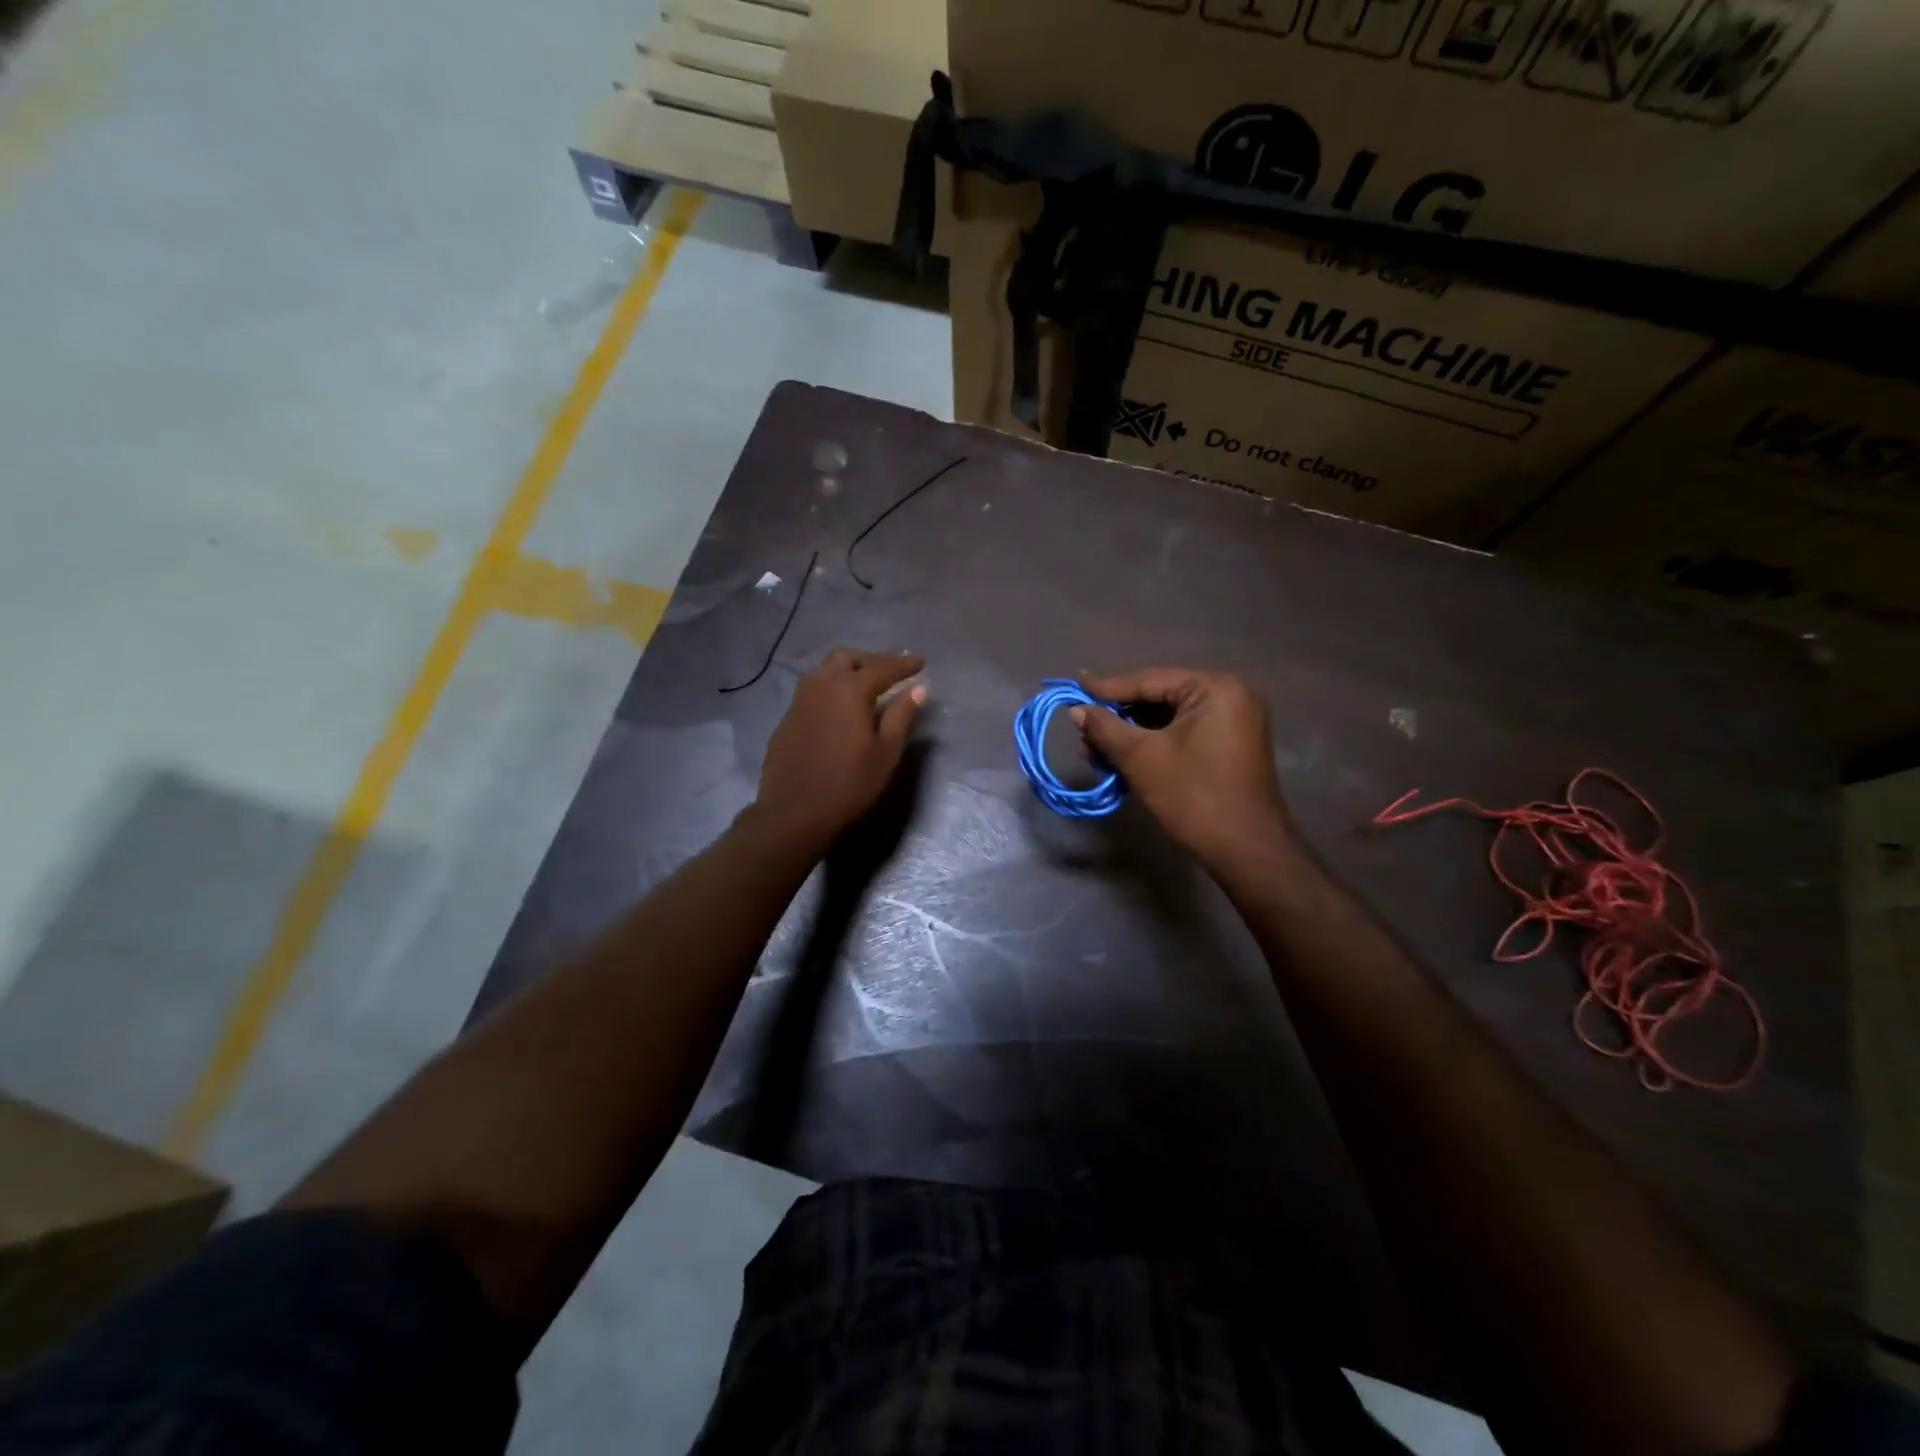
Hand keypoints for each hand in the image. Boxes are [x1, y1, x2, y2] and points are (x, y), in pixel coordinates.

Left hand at [753, 649, 926, 852]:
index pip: (882, 668)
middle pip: (848, 659)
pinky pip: (813, 689)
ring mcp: (800, 700)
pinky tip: (840, 706)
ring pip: (826, 670)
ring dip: (849, 670)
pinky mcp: (788, 717)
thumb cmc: (849, 784)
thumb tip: (918, 689)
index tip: (921, 662)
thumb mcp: (886, 752)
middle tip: (892, 671)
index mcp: (850, 690)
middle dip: (873, 660)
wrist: (794, 812)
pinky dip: (832, 687)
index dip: (904, 664)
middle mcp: (822, 685)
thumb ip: (901, 715)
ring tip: (867, 683)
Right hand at [1073, 668, 1291, 866]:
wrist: (1245, 850)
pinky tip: (1122, 757)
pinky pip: (1183, 733)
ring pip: (1168, 718)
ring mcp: (1234, 720)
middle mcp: (1230, 695)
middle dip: (1117, 717)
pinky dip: (1153, 743)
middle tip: (1082, 731)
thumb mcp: (1141, 758)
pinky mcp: (1230, 745)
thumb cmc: (1193, 796)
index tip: (1074, 686)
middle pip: (1159, 697)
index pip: (1149, 680)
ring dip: (1131, 734)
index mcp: (1215, 688)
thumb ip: (1106, 728)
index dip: (1106, 688)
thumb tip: (1077, 711)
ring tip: (1095, 751)